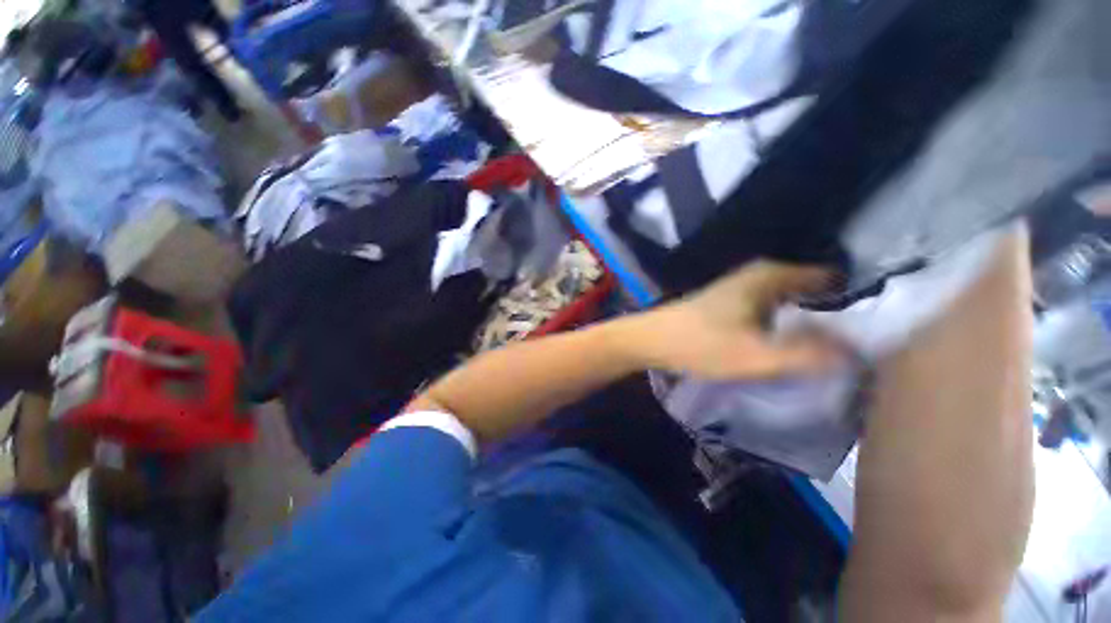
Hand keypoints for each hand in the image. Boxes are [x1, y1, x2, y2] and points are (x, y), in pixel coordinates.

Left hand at [627, 260, 846, 379]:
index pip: (831, 279)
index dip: (855, 302)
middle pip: (813, 291)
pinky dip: (787, 324)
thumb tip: (857, 353)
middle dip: (835, 316)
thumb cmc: (700, 344)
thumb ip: (807, 355)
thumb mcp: (756, 356)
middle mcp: (760, 275)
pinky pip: (774, 310)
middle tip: (858, 349)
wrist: (652, 340)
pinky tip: (791, 345)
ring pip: (792, 301)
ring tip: (832, 351)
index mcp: (771, 276)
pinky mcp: (732, 303)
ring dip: (810, 322)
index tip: (874, 331)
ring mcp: (743, 287)